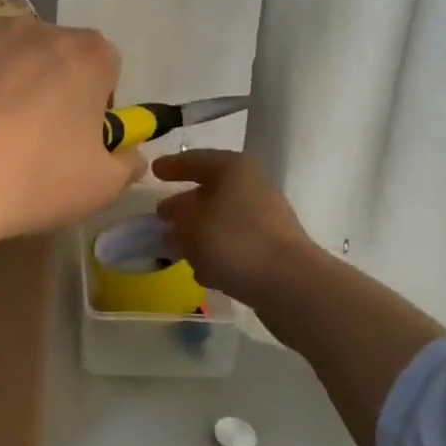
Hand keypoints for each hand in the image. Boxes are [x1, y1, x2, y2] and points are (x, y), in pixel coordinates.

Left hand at [0, 20, 143, 241]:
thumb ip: (125, 163)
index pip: (106, 67)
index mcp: (85, 55)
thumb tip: (126, 153)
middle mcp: (33, 30)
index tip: (79, 141)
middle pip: (52, 58)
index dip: (97, 105)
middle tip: (32, 144)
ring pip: (1, 60)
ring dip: (1, 88)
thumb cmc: (33, 178)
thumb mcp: (100, 187)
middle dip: (49, 91)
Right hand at [152, 149, 315, 302]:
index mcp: (234, 170)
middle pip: (211, 191)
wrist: (292, 285)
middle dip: (185, 204)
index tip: (154, 172)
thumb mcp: (193, 228)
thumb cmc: (236, 242)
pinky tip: (201, 270)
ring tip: (175, 246)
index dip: (174, 166)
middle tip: (161, 214)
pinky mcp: (273, 250)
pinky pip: (236, 244)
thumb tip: (173, 222)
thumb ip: (178, 222)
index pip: (197, 160)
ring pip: (223, 220)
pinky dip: (217, 252)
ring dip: (199, 232)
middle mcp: (253, 188)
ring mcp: (266, 220)